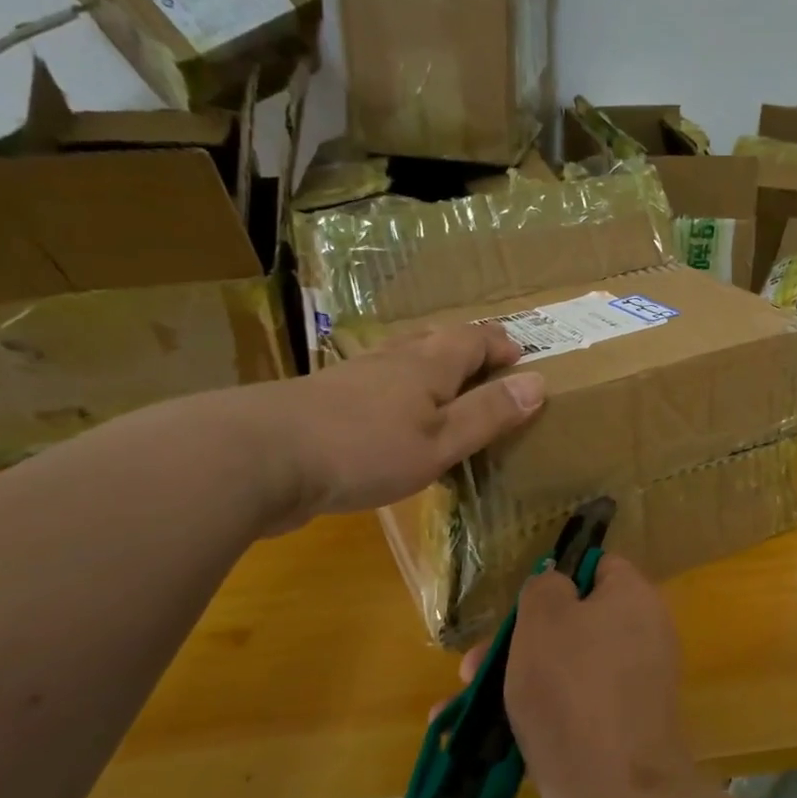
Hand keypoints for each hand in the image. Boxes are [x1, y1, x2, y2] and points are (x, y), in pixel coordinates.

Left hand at [230, 323, 545, 530]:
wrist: (257, 458)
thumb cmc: (364, 449)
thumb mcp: (441, 441)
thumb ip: (488, 414)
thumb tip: (539, 382)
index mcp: (426, 365)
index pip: (472, 339)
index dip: (499, 344)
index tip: (522, 355)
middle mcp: (390, 361)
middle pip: (433, 340)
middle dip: (464, 347)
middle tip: (486, 362)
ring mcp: (350, 379)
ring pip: (399, 359)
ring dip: (427, 366)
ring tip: (442, 384)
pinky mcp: (322, 404)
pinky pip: (373, 386)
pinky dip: (395, 392)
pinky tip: (387, 416)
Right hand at [495, 556, 694, 797]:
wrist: (612, 795)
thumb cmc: (572, 687)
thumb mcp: (545, 617)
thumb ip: (545, 587)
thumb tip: (558, 588)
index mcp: (635, 600)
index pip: (600, 568)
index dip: (558, 577)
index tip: (519, 603)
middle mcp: (642, 640)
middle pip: (574, 624)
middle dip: (518, 641)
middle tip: (473, 663)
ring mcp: (630, 692)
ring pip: (564, 672)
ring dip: (512, 683)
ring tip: (457, 706)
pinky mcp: (616, 736)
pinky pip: (569, 713)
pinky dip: (530, 719)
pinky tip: (476, 739)